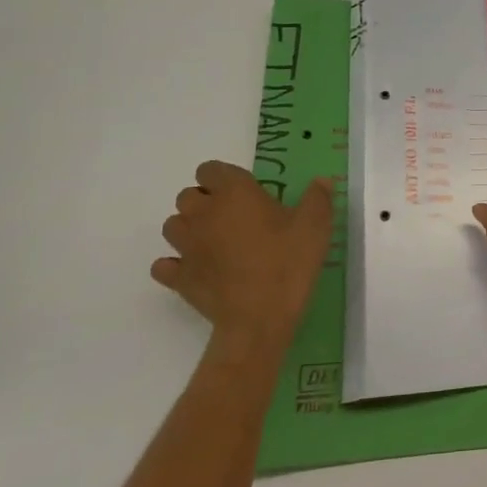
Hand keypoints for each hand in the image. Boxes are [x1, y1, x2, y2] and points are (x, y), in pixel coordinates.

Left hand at [154, 161, 333, 352]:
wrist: (259, 317)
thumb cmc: (288, 262)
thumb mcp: (316, 225)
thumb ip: (318, 197)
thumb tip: (321, 181)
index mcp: (234, 193)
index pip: (211, 169)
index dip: (224, 178)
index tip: (245, 191)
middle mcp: (203, 213)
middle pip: (187, 195)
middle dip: (205, 201)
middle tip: (233, 217)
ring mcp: (186, 247)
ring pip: (172, 225)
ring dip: (189, 228)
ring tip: (215, 241)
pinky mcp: (178, 277)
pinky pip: (164, 264)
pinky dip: (176, 263)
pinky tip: (198, 269)